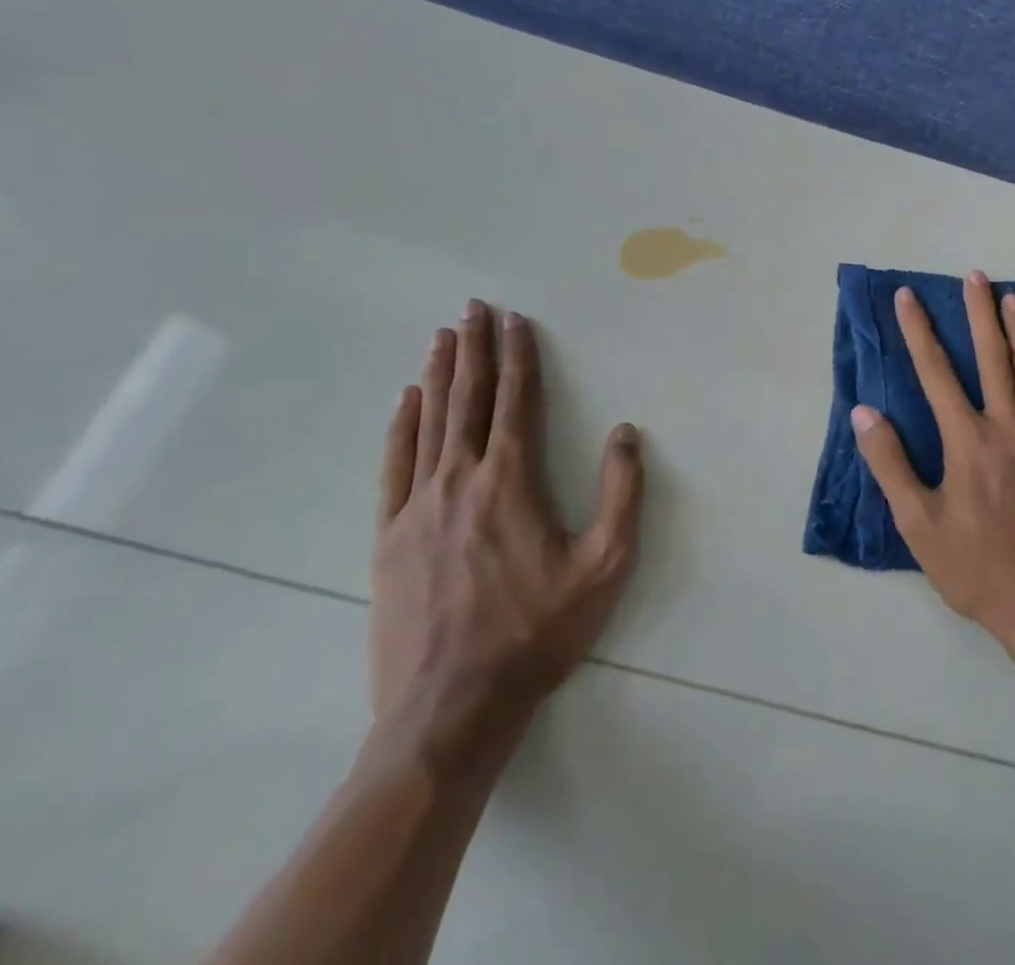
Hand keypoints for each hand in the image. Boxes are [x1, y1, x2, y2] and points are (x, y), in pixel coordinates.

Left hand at [369, 300, 642, 774]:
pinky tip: (406, 400)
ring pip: (430, 423)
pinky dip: (402, 425)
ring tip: (442, 336)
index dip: (519, 356)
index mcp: (511, 481)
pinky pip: (395, 465)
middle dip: (474, 348)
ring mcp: (417, 507)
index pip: (516, 401)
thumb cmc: (539, 631)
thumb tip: (625, 432)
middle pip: (468, 399)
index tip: (516, 320)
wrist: (451, 707)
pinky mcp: (389, 537)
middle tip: (473, 307)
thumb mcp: (606, 564)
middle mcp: (461, 479)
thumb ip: (622, 492)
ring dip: (439, 375)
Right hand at [851, 272, 1014, 652]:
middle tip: (976, 276)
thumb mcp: (919, 526)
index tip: (908, 297)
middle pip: (991, 358)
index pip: (935, 372)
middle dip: (979, 314)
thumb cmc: (977, 568)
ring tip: (1013, 298)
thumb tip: (865, 413)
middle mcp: (1006, 427)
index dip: (919, 331)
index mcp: (966, 440)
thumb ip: (891, 465)